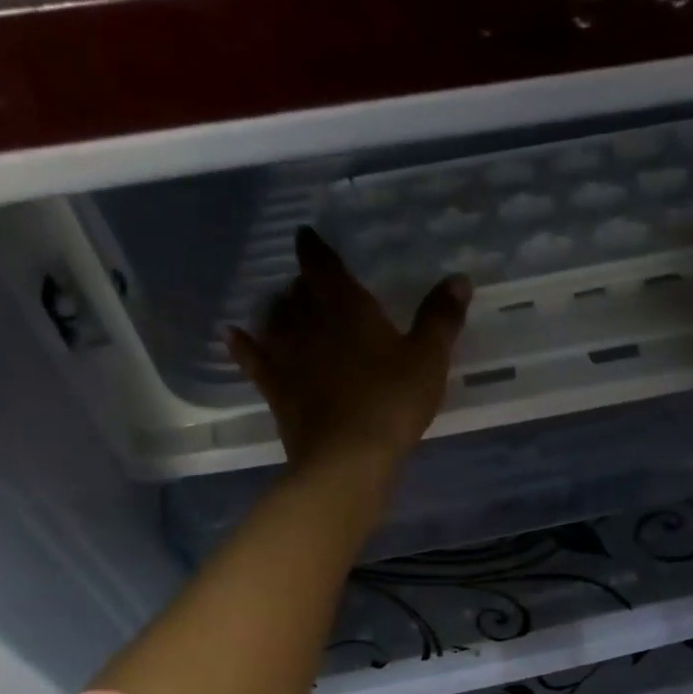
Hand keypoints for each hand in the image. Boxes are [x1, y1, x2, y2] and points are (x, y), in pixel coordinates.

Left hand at [228, 227, 470, 473]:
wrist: (347, 458)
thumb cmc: (392, 402)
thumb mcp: (428, 359)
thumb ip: (440, 317)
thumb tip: (459, 278)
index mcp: (346, 308)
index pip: (323, 266)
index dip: (315, 248)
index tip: (306, 235)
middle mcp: (309, 323)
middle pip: (298, 293)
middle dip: (303, 284)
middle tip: (309, 281)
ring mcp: (286, 357)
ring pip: (275, 320)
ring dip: (279, 309)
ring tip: (284, 305)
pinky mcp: (275, 390)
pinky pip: (252, 359)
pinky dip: (242, 345)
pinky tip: (233, 335)